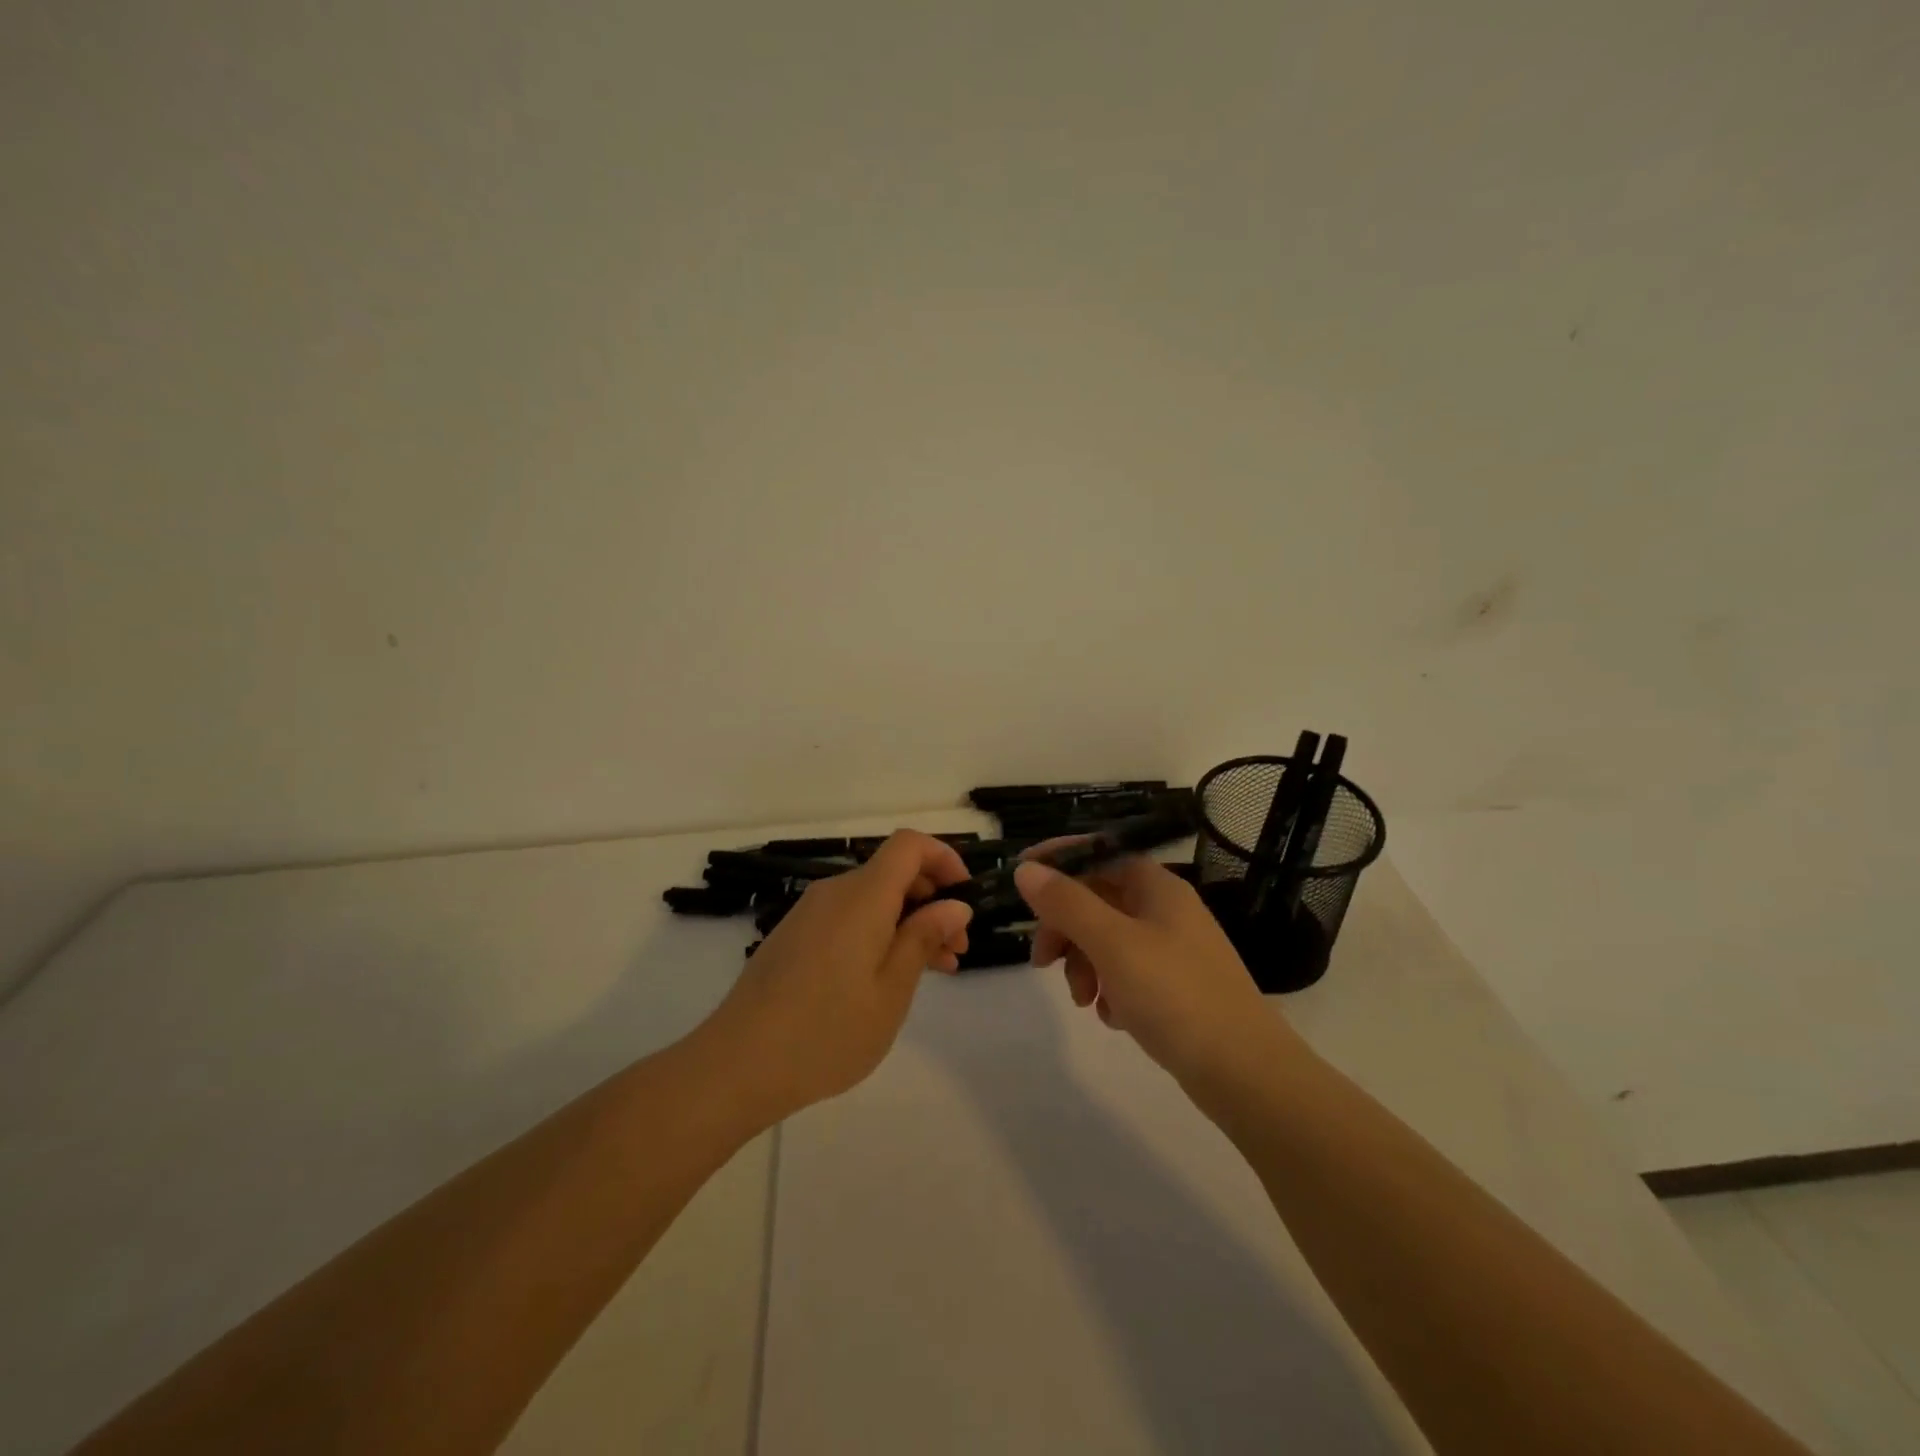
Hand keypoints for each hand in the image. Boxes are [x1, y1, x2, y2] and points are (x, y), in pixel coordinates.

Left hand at [704, 831, 973, 1116]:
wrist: (737, 1064)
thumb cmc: (827, 1031)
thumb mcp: (892, 990)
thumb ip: (924, 938)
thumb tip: (954, 905)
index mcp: (862, 896)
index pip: (909, 845)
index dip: (943, 858)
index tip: (966, 895)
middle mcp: (835, 892)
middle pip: (892, 872)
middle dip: (932, 899)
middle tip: (957, 948)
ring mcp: (810, 913)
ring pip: (872, 898)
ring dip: (908, 920)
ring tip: (935, 968)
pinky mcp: (795, 936)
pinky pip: (849, 916)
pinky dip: (878, 932)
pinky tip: (890, 976)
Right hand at [1014, 852, 1305, 1084]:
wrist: (1244, 1072)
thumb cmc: (1176, 995)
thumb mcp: (1112, 944)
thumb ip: (1067, 904)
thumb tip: (1027, 869)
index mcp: (1156, 887)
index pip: (1099, 852)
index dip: (1059, 859)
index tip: (1020, 876)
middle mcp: (1165, 911)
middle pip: (1098, 899)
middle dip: (1064, 928)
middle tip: (1042, 961)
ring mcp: (1172, 950)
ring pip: (1107, 940)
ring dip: (1083, 964)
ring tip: (1084, 1002)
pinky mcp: (1174, 988)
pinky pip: (1126, 974)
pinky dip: (1109, 989)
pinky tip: (1112, 1017)